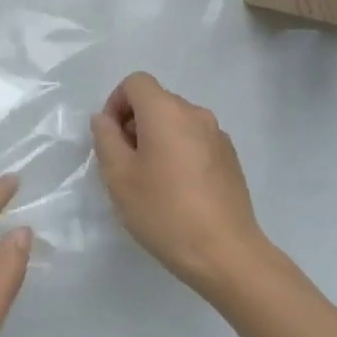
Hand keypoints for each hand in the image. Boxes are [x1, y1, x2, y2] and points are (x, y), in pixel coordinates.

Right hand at [90, 73, 270, 300]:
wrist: (225, 253)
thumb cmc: (164, 211)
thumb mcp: (119, 176)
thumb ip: (105, 138)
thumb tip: (105, 119)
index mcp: (167, 112)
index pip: (136, 83)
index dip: (116, 103)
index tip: (110, 138)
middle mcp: (196, 114)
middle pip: (157, 102)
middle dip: (134, 124)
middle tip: (125, 165)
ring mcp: (218, 136)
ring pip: (176, 123)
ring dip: (157, 140)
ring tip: (150, 181)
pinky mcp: (230, 158)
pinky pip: (195, 141)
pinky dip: (179, 153)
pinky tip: (177, 191)